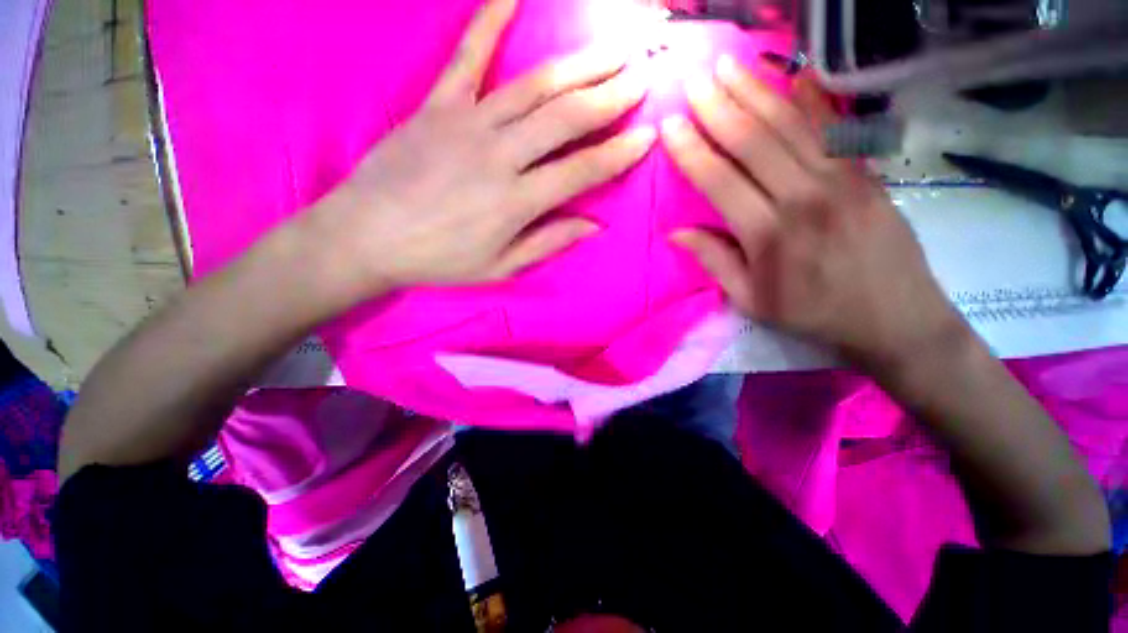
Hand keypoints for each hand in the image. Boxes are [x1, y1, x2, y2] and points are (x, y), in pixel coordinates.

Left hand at [308, 0, 655, 299]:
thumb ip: (548, 243)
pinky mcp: (437, 105)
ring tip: (614, 47)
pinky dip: (491, 19)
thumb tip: (593, 226)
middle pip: (566, 118)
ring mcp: (468, 123)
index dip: (619, 154)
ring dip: (580, 64)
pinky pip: (468, 56)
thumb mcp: (500, 267)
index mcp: (517, 202)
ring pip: (535, 86)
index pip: (582, 171)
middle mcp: (500, 155)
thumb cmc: (438, 259)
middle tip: (644, 74)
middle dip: (611, 95)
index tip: (648, 135)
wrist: (366, 236)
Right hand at [663, 56, 964, 366]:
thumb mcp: (751, 301)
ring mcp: (841, 179)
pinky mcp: (866, 173)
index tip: (671, 124)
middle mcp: (803, 197)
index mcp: (768, 235)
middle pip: (754, 141)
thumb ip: (714, 262)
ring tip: (728, 66)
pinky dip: (811, 98)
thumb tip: (677, 233)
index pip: (720, 180)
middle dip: (719, 106)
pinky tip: (792, 74)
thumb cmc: (813, 314)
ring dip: (755, 91)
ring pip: (790, 125)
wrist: (896, 318)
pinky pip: (834, 127)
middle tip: (694, 79)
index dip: (692, 150)